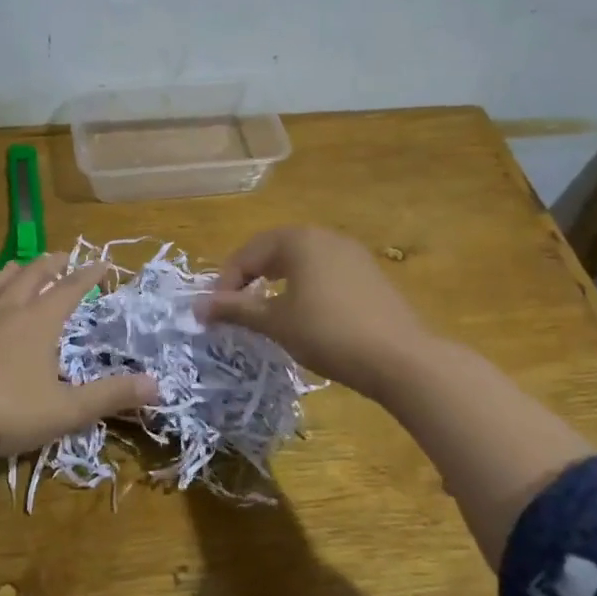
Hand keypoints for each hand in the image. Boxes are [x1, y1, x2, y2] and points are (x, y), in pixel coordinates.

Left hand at [0, 252, 156, 462]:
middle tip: (60, 255)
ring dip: (7, 273)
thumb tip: (156, 384)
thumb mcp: (68, 409)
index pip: (69, 290)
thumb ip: (111, 395)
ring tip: (14, 266)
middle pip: (29, 278)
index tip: (102, 262)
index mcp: (38, 323)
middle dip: (48, 264)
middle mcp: (5, 313)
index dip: (88, 275)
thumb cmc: (9, 412)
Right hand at [198, 226, 429, 402]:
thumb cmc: (328, 333)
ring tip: (267, 312)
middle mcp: (325, 237)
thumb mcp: (275, 322)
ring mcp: (352, 254)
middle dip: (250, 278)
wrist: (401, 358)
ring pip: (301, 261)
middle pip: (274, 251)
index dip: (225, 281)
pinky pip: (324, 273)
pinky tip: (305, 316)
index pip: (248, 253)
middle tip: (236, 308)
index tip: (215, 312)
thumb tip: (196, 306)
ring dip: (277, 283)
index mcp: (299, 240)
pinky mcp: (370, 275)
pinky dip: (304, 288)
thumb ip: (235, 309)